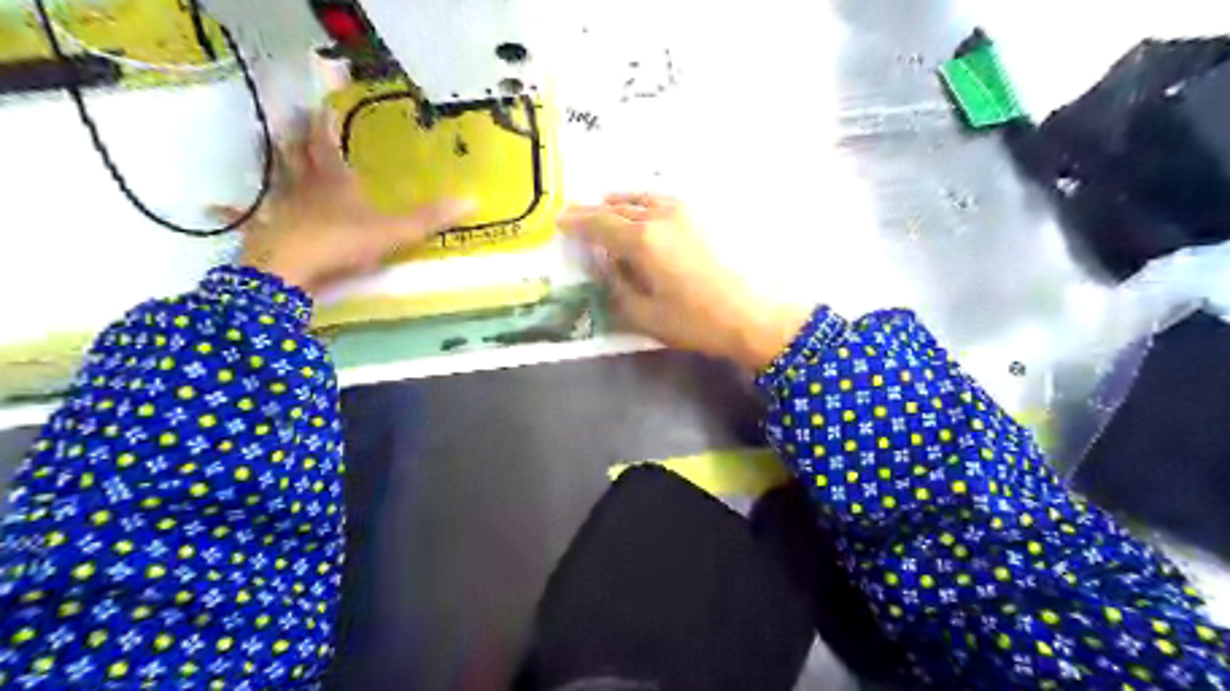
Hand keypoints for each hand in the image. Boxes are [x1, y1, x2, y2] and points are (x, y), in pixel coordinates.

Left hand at [220, 110, 472, 294]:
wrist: (292, 271)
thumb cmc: (341, 244)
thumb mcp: (394, 232)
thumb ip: (430, 219)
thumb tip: (473, 199)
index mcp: (333, 183)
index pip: (326, 145)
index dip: (324, 125)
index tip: (321, 105)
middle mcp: (303, 189)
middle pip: (296, 154)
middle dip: (295, 134)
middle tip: (289, 114)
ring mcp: (280, 209)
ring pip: (275, 178)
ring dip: (270, 159)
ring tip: (261, 139)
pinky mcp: (264, 232)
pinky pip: (247, 217)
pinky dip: (230, 210)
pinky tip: (212, 207)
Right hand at [559, 192, 809, 373]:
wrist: (752, 315)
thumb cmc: (695, 321)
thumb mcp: (644, 314)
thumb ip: (617, 286)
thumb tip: (607, 264)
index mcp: (642, 240)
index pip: (600, 224)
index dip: (577, 222)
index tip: (560, 221)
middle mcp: (660, 217)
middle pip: (618, 208)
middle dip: (594, 211)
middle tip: (575, 214)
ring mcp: (684, 213)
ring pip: (642, 199)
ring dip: (619, 201)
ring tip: (605, 204)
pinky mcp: (703, 218)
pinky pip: (663, 201)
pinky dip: (644, 201)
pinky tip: (643, 208)